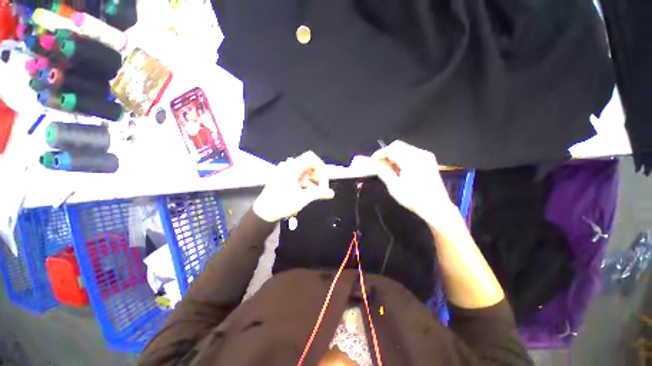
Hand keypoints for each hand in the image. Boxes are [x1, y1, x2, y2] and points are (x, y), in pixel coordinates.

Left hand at [253, 151, 334, 221]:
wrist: (264, 211)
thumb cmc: (282, 203)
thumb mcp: (303, 198)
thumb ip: (319, 193)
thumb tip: (331, 193)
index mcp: (292, 168)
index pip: (310, 157)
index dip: (320, 165)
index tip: (324, 176)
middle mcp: (288, 166)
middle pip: (308, 163)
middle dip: (316, 173)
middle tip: (320, 184)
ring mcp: (284, 171)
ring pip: (303, 169)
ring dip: (311, 178)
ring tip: (313, 190)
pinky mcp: (282, 176)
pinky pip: (297, 174)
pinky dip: (304, 180)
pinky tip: (305, 190)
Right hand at [372, 141, 457, 227]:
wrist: (436, 207)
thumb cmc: (414, 199)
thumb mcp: (394, 186)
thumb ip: (384, 171)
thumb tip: (375, 163)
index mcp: (412, 160)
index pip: (391, 149)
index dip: (379, 154)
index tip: (372, 162)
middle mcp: (420, 154)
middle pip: (398, 146)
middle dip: (386, 154)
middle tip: (379, 165)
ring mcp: (426, 156)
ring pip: (404, 149)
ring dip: (393, 156)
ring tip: (388, 168)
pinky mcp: (428, 160)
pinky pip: (411, 153)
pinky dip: (401, 158)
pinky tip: (398, 169)